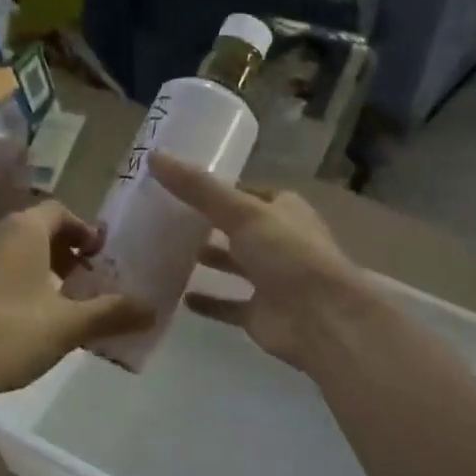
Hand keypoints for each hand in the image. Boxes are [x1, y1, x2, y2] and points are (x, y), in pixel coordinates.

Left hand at [0, 201, 153, 403]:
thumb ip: (112, 313)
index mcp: (22, 230)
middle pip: (32, 229)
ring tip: (52, 301)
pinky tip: (16, 318)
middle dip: (61, 251)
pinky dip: (8, 282)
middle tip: (81, 279)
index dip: (83, 229)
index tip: (99, 254)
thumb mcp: (69, 325)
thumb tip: (153, 309)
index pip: (59, 211)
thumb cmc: (12, 332)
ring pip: (7, 250)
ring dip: (34, 267)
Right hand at [148, 153, 370, 369]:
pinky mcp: (260, 313)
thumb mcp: (241, 212)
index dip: (215, 189)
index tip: (178, 187)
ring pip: (234, 265)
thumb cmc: (287, 255)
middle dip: (208, 224)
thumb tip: (154, 156)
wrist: (320, 319)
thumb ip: (198, 189)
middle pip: (238, 229)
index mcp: (283, 210)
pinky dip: (209, 302)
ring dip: (209, 259)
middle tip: (165, 220)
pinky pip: (228, 305)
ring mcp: (271, 280)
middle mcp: (279, 242)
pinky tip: (181, 297)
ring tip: (168, 252)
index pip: (246, 192)